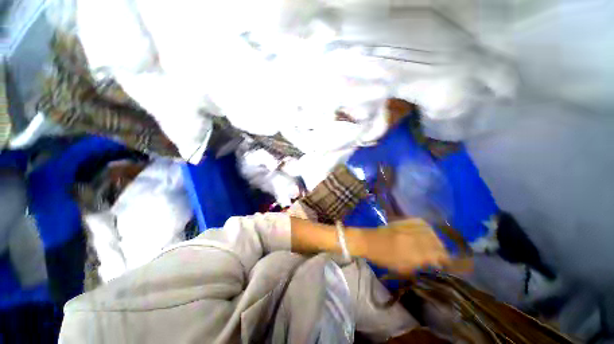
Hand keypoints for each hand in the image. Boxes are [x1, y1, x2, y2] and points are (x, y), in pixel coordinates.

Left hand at [359, 218, 450, 274]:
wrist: (367, 241)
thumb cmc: (381, 257)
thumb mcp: (401, 267)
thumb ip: (418, 264)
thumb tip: (433, 263)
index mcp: (411, 252)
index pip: (435, 254)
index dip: (444, 258)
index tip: (447, 263)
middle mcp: (411, 238)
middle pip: (434, 242)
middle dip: (441, 249)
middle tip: (442, 255)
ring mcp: (406, 228)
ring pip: (429, 231)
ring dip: (436, 238)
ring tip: (436, 244)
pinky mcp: (401, 221)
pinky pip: (419, 221)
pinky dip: (427, 227)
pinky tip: (427, 231)